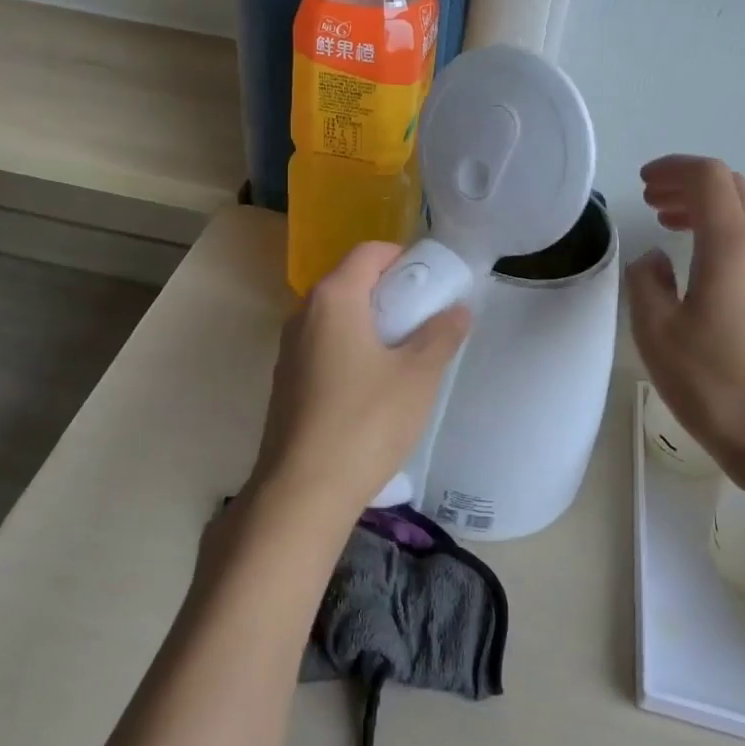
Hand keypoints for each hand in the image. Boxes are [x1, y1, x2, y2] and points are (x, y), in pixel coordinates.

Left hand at [248, 242, 471, 531]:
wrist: (302, 493)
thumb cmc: (365, 422)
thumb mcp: (417, 376)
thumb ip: (441, 334)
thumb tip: (457, 309)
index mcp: (333, 298)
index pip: (369, 252)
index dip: (404, 258)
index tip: (432, 284)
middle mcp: (304, 313)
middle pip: (351, 281)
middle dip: (391, 292)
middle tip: (426, 319)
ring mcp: (290, 349)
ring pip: (337, 316)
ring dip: (372, 323)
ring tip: (406, 354)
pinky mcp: (287, 382)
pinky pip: (325, 346)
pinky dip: (352, 348)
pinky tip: (374, 386)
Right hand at [626, 156, 744, 493]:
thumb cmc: (721, 386)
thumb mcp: (658, 334)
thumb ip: (646, 284)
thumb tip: (653, 261)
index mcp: (731, 246)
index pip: (708, 177)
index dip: (673, 168)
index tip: (643, 183)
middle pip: (732, 188)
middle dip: (689, 183)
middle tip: (652, 200)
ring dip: (706, 209)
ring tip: (668, 225)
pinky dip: (721, 235)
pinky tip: (697, 269)